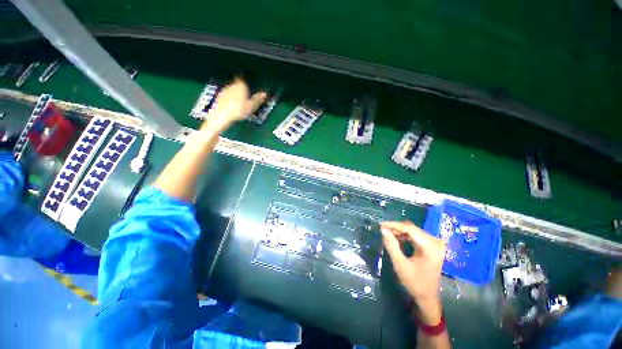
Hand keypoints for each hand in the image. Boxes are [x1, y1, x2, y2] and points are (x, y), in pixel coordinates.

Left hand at [201, 78, 266, 132]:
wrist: (221, 115)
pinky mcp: (219, 96)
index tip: (251, 93)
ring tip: (239, 105)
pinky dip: (230, 100)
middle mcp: (232, 85)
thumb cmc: (239, 110)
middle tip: (246, 100)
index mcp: (241, 85)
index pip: (245, 82)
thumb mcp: (251, 106)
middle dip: (242, 92)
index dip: (248, 87)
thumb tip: (264, 94)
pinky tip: (232, 108)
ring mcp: (224, 90)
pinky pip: (227, 96)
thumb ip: (257, 99)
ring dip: (236, 96)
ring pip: (232, 91)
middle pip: (238, 86)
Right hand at [381, 221, 445, 323]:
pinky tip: (397, 238)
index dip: (394, 225)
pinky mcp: (432, 247)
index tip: (381, 224)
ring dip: (400, 231)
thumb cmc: (414, 283)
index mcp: (430, 247)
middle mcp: (435, 242)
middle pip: (412, 228)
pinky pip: (416, 236)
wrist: (428, 298)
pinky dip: (405, 236)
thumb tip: (383, 229)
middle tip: (383, 229)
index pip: (410, 229)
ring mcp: (435, 244)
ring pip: (413, 231)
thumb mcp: (400, 264)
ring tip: (387, 234)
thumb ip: (391, 245)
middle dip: (396, 228)